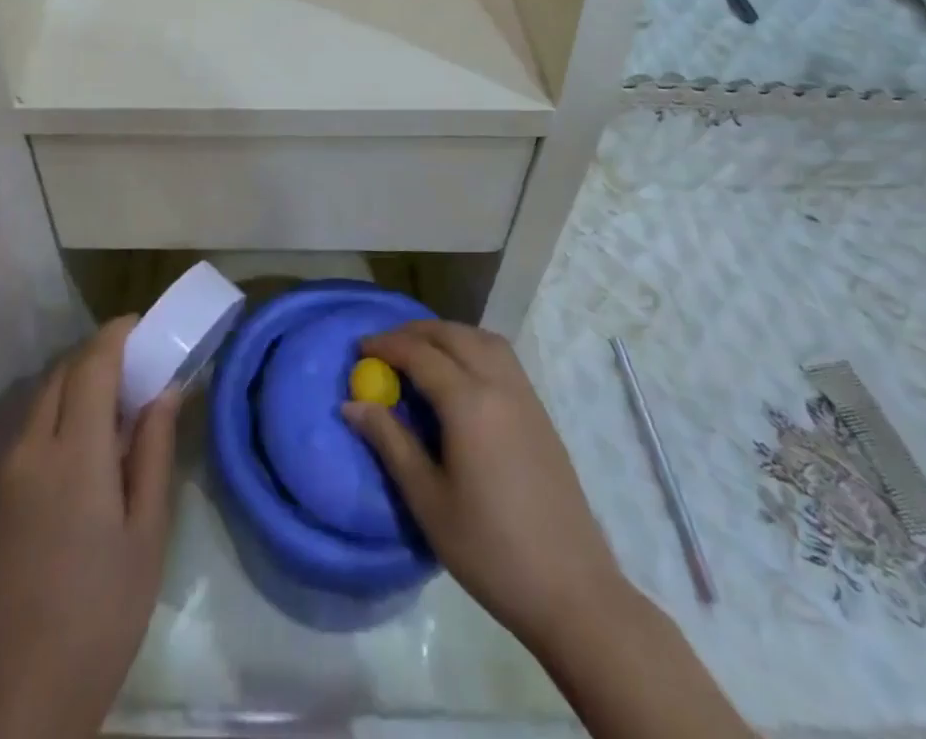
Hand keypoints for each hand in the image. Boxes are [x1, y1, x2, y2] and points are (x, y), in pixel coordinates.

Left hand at [0, 317, 178, 738]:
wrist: (10, 701)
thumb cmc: (98, 617)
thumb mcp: (146, 536)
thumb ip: (154, 452)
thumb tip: (166, 390)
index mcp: (75, 452)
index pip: (93, 363)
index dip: (118, 334)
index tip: (144, 324)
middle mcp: (30, 446)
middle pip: (62, 372)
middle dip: (98, 355)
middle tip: (135, 367)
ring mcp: (0, 471)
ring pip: (39, 397)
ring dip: (74, 382)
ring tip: (111, 405)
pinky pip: (23, 428)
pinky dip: (53, 411)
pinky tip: (75, 447)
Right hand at [343, 321, 624, 647]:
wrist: (572, 592)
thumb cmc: (490, 550)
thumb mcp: (427, 499)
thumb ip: (390, 442)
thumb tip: (352, 404)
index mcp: (469, 403)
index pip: (419, 354)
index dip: (386, 345)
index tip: (359, 349)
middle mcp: (499, 385)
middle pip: (452, 335)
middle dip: (414, 332)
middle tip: (384, 348)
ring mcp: (526, 396)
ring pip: (482, 339)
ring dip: (447, 335)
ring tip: (420, 354)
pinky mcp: (540, 413)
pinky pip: (501, 358)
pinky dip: (472, 348)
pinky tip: (459, 376)